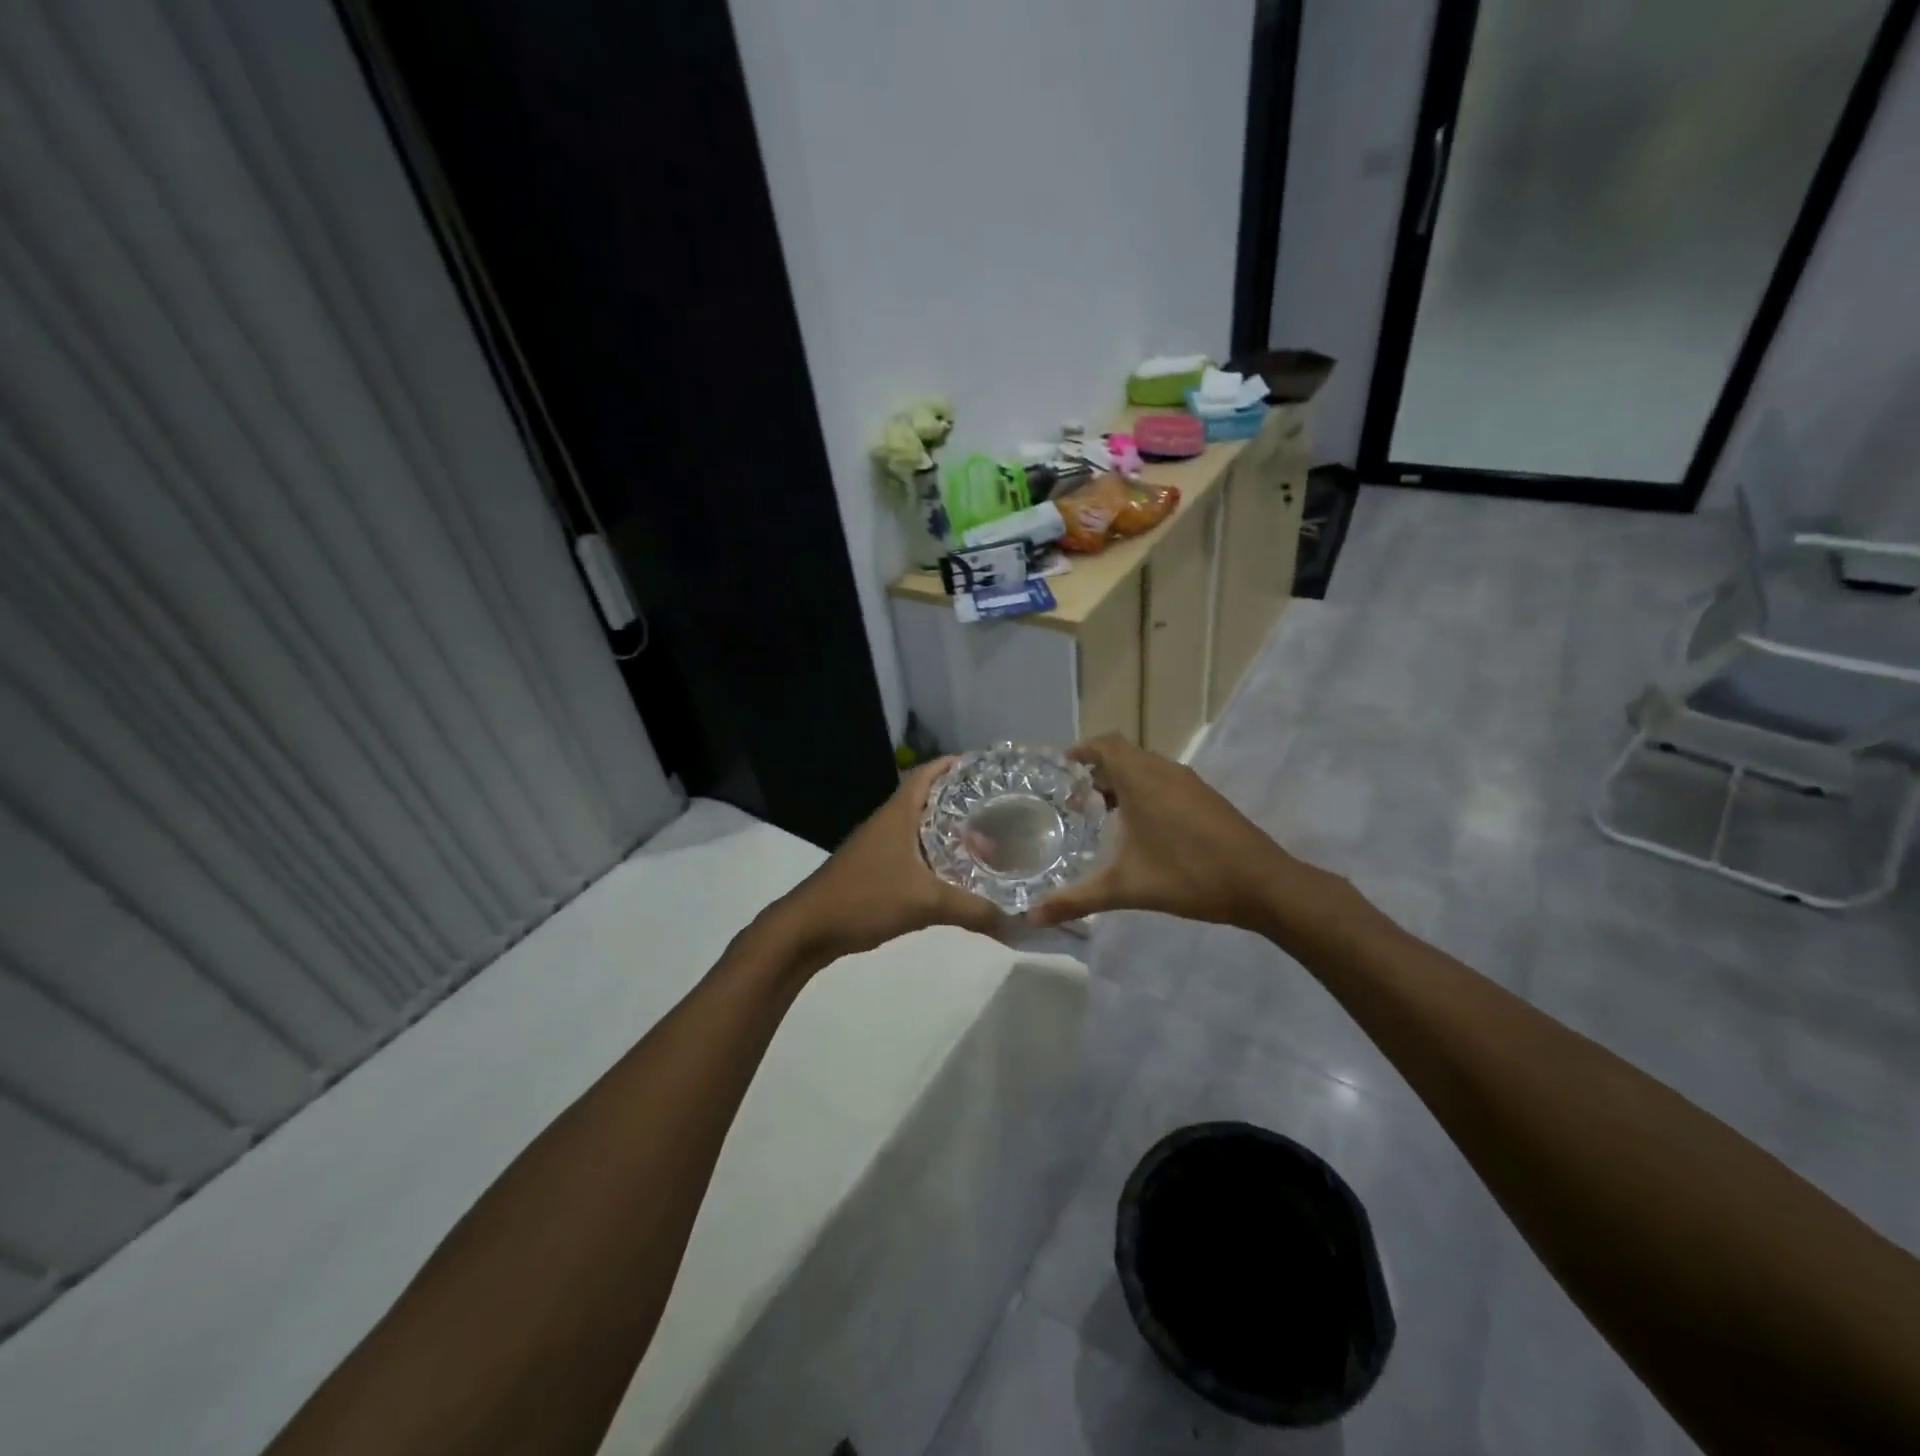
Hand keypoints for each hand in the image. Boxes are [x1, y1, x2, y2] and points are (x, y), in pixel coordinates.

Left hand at [769, 758, 1005, 965]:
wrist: (808, 929)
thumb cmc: (865, 898)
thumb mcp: (925, 903)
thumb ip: (972, 909)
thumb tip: (1016, 921)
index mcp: (897, 814)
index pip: (927, 773)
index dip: (954, 765)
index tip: (986, 767)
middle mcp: (888, 822)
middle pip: (927, 798)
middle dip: (960, 799)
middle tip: (997, 806)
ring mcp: (878, 846)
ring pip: (919, 828)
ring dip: (947, 829)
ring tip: (984, 838)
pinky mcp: (874, 869)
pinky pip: (912, 852)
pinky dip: (934, 855)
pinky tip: (954, 872)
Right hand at [1026, 735, 1299, 930]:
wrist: (1262, 884)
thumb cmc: (1189, 876)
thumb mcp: (1125, 889)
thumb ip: (1075, 901)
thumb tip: (1030, 918)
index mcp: (1142, 780)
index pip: (1106, 744)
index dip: (1082, 750)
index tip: (1062, 768)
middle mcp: (1164, 772)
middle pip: (1124, 755)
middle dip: (1098, 771)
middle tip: (1076, 800)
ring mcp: (1189, 784)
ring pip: (1147, 768)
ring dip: (1123, 782)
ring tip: (1104, 814)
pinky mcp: (1206, 798)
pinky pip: (1165, 781)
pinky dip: (1145, 791)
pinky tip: (1142, 829)